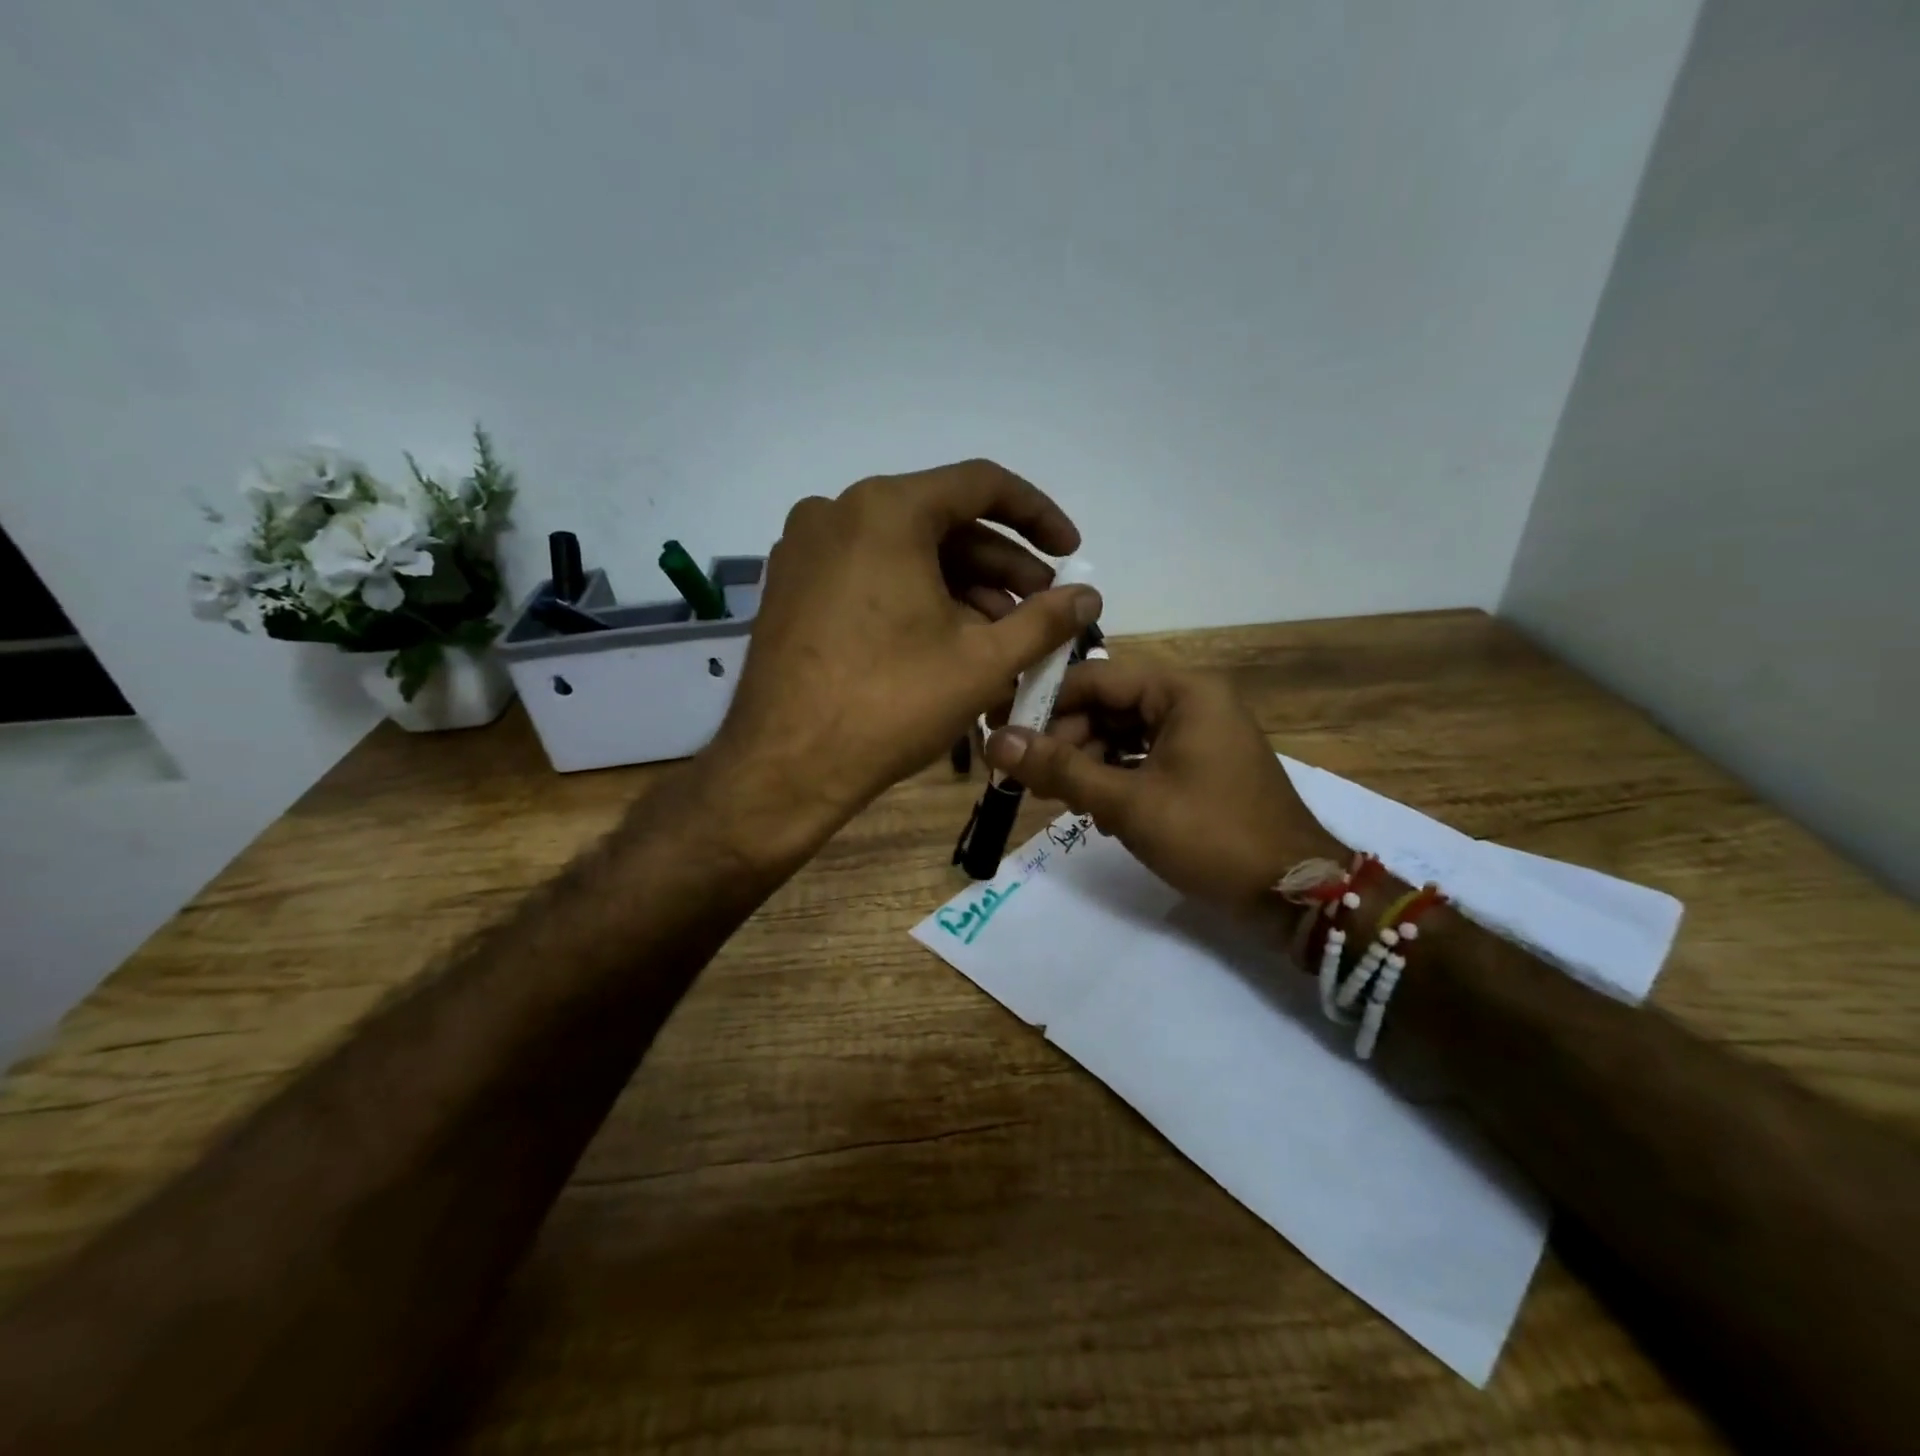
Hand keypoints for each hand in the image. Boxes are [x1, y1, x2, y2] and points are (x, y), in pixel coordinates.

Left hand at [713, 460, 1100, 842]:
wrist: (784, 767)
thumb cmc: (890, 705)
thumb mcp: (982, 661)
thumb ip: (1046, 620)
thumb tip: (1091, 595)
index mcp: (886, 509)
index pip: (982, 485)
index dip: (1038, 516)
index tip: (1070, 553)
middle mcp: (838, 512)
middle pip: (941, 522)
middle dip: (1001, 566)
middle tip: (1041, 608)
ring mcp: (806, 550)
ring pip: (905, 553)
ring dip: (961, 587)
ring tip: (1003, 634)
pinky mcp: (791, 588)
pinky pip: (870, 575)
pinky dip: (915, 598)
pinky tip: (947, 640)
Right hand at [983, 660, 1340, 906]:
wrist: (1293, 895)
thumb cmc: (1211, 836)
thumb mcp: (1128, 803)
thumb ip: (1060, 769)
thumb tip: (995, 742)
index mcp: (1183, 691)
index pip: (1097, 677)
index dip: (1045, 702)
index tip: (1002, 729)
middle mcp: (1191, 702)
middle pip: (1108, 705)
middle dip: (1065, 739)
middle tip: (1027, 776)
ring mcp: (1197, 735)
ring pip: (1121, 735)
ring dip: (1086, 763)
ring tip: (1058, 798)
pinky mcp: (1198, 767)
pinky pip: (1141, 758)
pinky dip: (1114, 778)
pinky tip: (1095, 811)